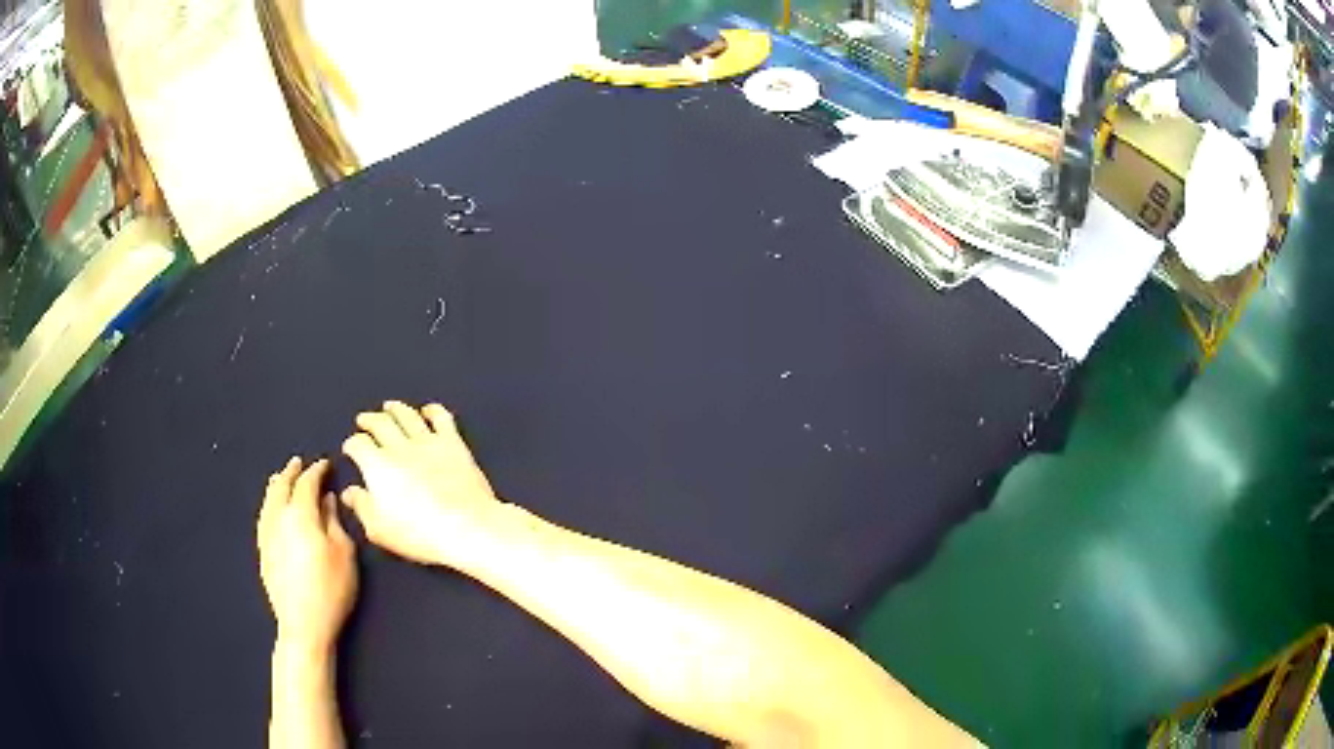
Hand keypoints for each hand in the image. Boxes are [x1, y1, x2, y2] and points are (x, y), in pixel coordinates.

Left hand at [258, 458, 357, 651]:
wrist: (303, 624)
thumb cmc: (331, 589)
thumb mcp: (344, 554)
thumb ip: (334, 522)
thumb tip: (327, 500)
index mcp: (300, 515)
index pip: (307, 484)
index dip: (317, 471)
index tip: (326, 464)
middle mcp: (278, 518)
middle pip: (281, 487)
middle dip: (291, 473)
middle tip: (299, 463)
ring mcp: (267, 535)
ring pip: (268, 500)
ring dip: (276, 486)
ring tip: (281, 478)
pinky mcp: (263, 551)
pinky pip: (263, 516)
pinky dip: (269, 504)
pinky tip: (271, 508)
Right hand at [340, 401, 499, 566]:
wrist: (466, 528)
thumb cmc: (419, 534)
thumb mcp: (379, 530)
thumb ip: (361, 507)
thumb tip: (350, 493)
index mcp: (377, 466)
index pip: (358, 444)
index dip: (351, 445)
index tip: (350, 448)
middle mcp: (400, 447)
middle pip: (380, 423)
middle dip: (368, 420)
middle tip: (363, 419)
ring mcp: (428, 443)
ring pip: (407, 415)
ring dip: (395, 408)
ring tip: (389, 406)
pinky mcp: (453, 444)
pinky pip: (441, 418)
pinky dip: (432, 410)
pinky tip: (428, 411)